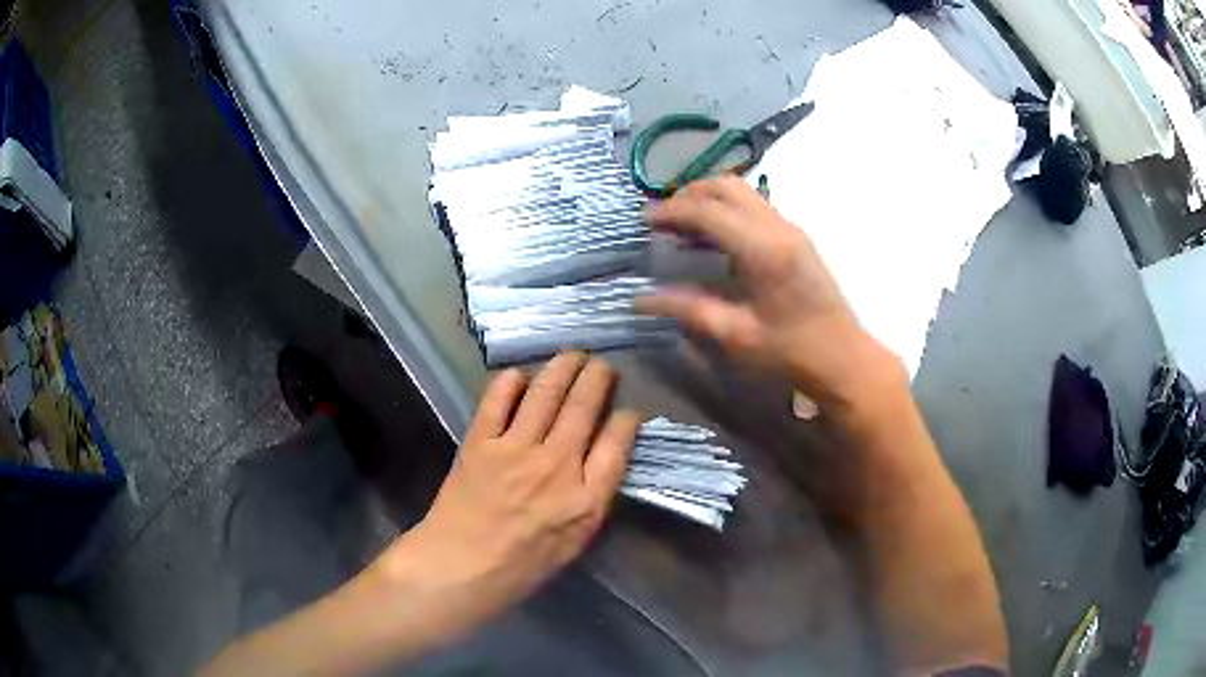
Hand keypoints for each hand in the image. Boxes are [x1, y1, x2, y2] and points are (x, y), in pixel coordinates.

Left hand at [373, 352, 638, 643]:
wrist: (464, 566)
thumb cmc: (524, 564)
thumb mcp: (575, 542)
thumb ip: (593, 499)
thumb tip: (602, 458)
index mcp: (586, 498)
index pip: (617, 443)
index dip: (626, 419)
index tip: (627, 410)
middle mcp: (557, 465)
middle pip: (584, 407)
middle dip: (598, 378)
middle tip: (601, 365)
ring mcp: (516, 450)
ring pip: (546, 393)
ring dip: (563, 367)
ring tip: (572, 355)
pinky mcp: (481, 442)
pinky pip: (498, 400)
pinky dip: (510, 381)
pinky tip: (519, 375)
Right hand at [638, 177, 903, 406]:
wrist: (842, 357)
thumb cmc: (789, 351)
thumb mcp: (735, 335)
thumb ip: (687, 308)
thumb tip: (641, 298)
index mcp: (762, 250)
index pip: (708, 211)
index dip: (672, 211)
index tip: (645, 221)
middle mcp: (778, 227)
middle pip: (727, 186)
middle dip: (689, 194)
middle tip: (664, 218)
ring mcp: (791, 228)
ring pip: (743, 191)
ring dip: (710, 198)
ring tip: (684, 224)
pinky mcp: (797, 237)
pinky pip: (756, 206)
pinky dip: (729, 208)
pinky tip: (716, 236)